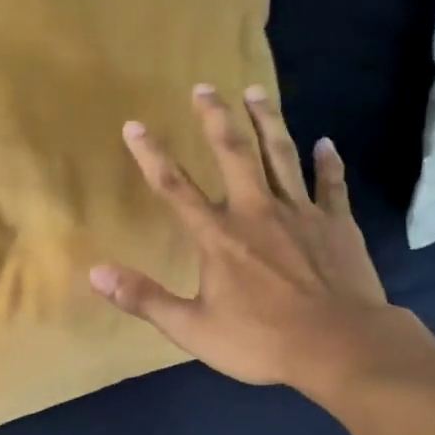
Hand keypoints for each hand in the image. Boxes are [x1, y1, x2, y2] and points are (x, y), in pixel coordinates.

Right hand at [89, 83, 429, 404]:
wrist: (340, 346)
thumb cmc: (261, 341)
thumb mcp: (192, 328)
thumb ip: (144, 298)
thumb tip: (95, 273)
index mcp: (218, 237)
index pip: (175, 187)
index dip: (151, 154)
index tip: (134, 124)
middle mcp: (256, 212)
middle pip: (233, 154)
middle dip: (215, 119)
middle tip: (205, 87)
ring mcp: (300, 214)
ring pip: (280, 156)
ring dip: (267, 121)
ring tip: (256, 91)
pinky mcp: (337, 224)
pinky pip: (331, 185)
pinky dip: (329, 163)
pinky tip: (328, 143)